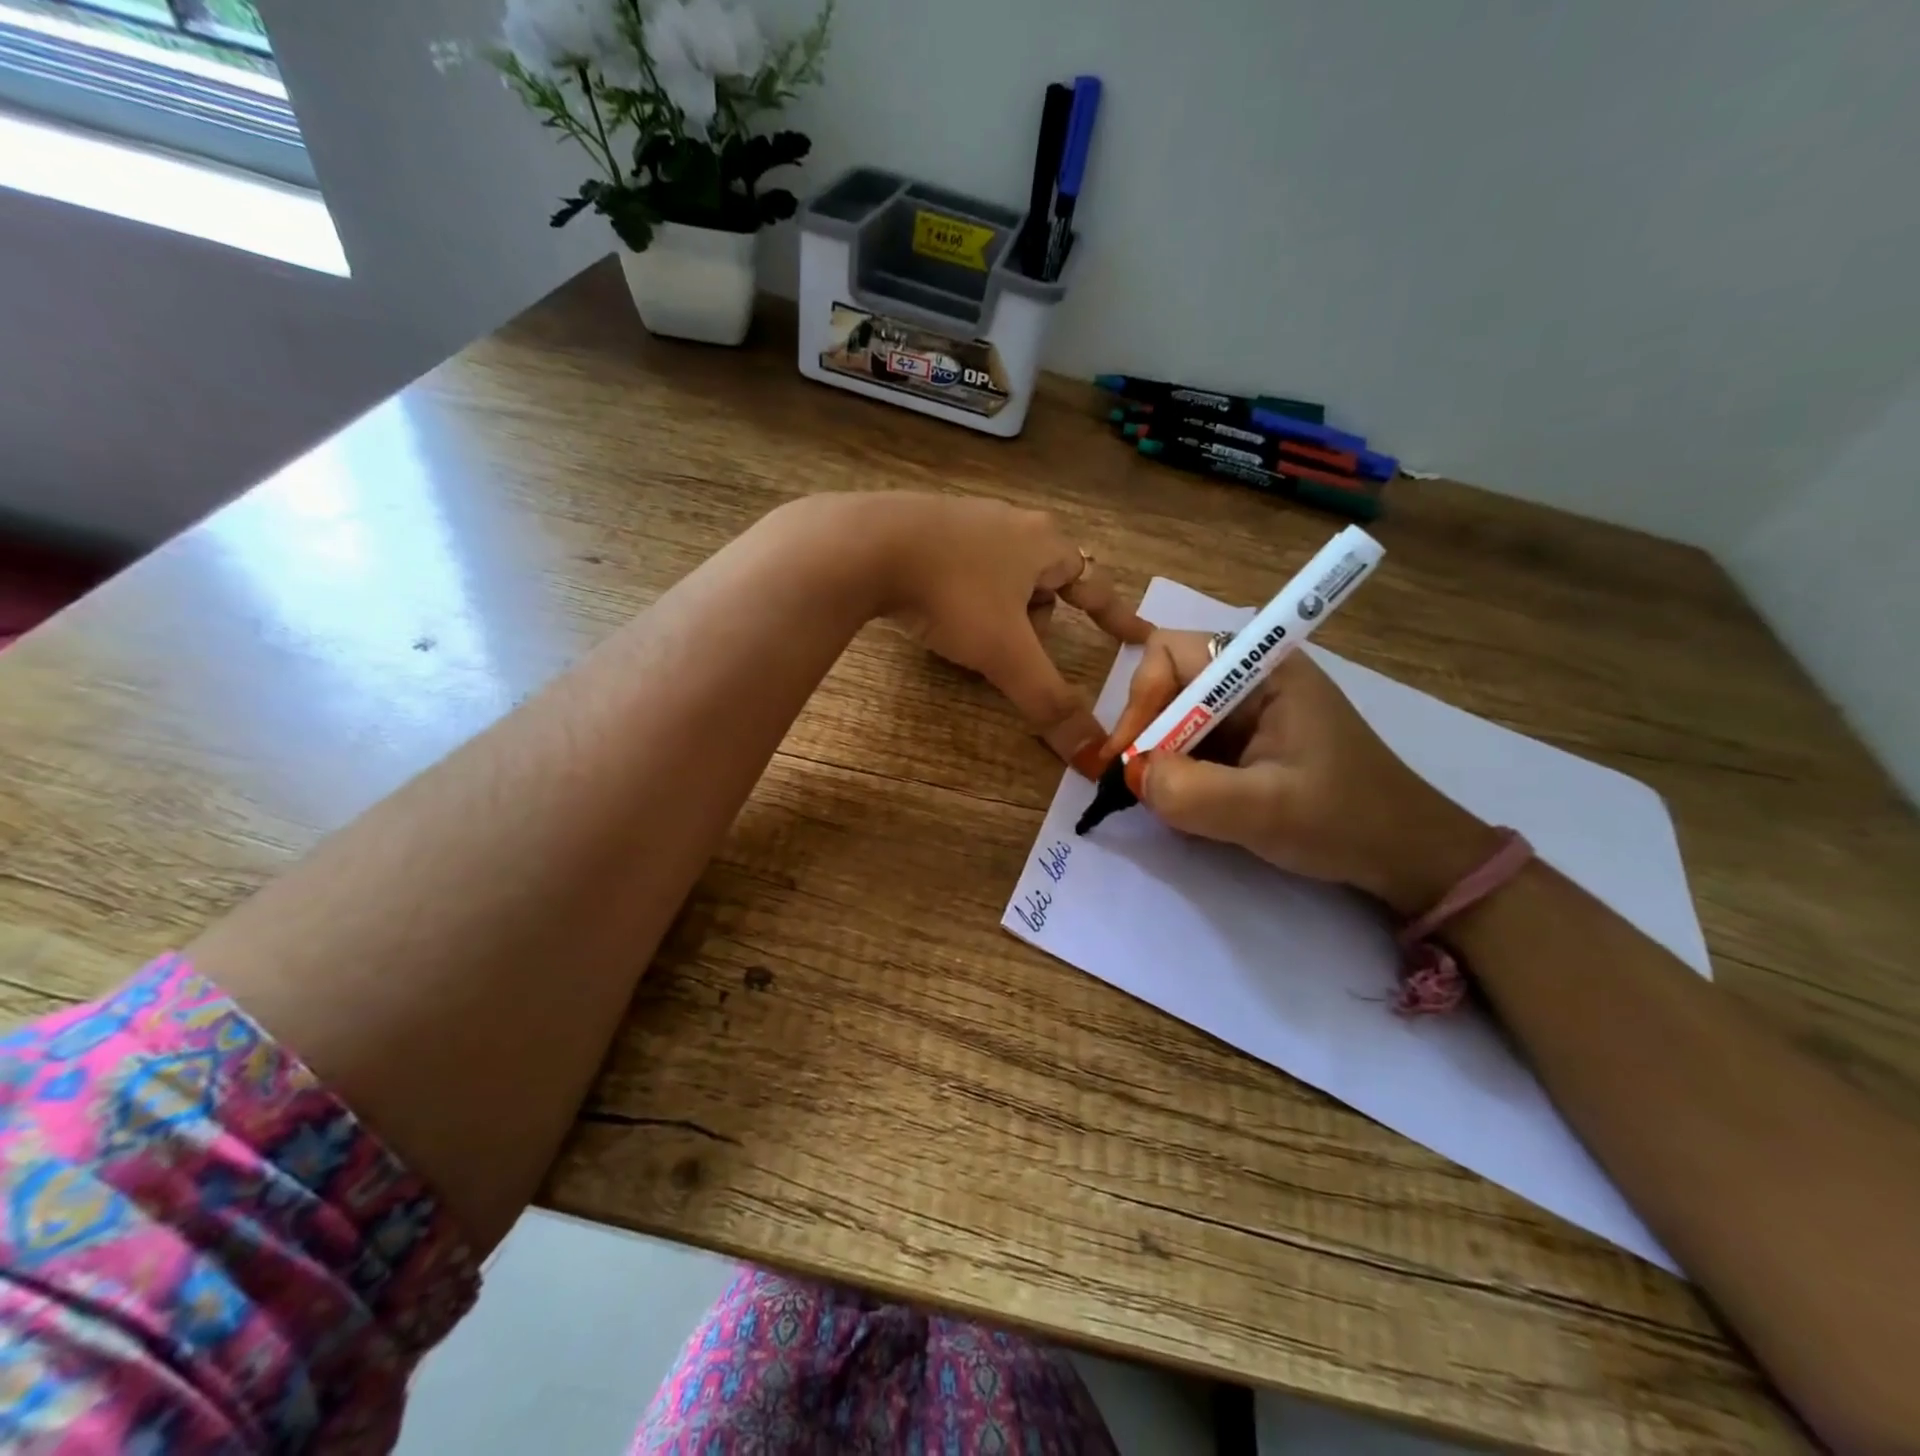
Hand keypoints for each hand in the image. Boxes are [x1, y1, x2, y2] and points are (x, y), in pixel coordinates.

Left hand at [862, 494, 1149, 769]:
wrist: (865, 546)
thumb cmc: (953, 594)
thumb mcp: (1005, 654)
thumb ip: (1049, 703)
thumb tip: (1094, 758)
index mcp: (1044, 544)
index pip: (1095, 586)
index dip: (1117, 617)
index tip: (1139, 635)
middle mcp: (1011, 523)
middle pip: (1045, 580)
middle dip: (1038, 619)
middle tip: (1019, 649)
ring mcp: (965, 519)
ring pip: (1001, 574)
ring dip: (998, 609)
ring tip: (970, 635)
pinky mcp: (923, 525)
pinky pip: (961, 567)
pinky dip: (961, 594)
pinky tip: (935, 610)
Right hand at [1106, 630, 1499, 916]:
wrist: (1404, 855)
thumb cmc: (1344, 821)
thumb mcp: (1265, 810)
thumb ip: (1190, 790)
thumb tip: (1132, 775)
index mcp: (1262, 669)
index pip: (1170, 652)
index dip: (1142, 697)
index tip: (1134, 755)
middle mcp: (1249, 678)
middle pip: (1165, 682)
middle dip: (1145, 731)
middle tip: (1135, 784)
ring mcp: (1247, 711)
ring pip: (1172, 717)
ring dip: (1158, 757)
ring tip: (1162, 800)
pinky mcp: (1245, 742)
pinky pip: (1189, 743)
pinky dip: (1176, 773)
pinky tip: (1187, 805)